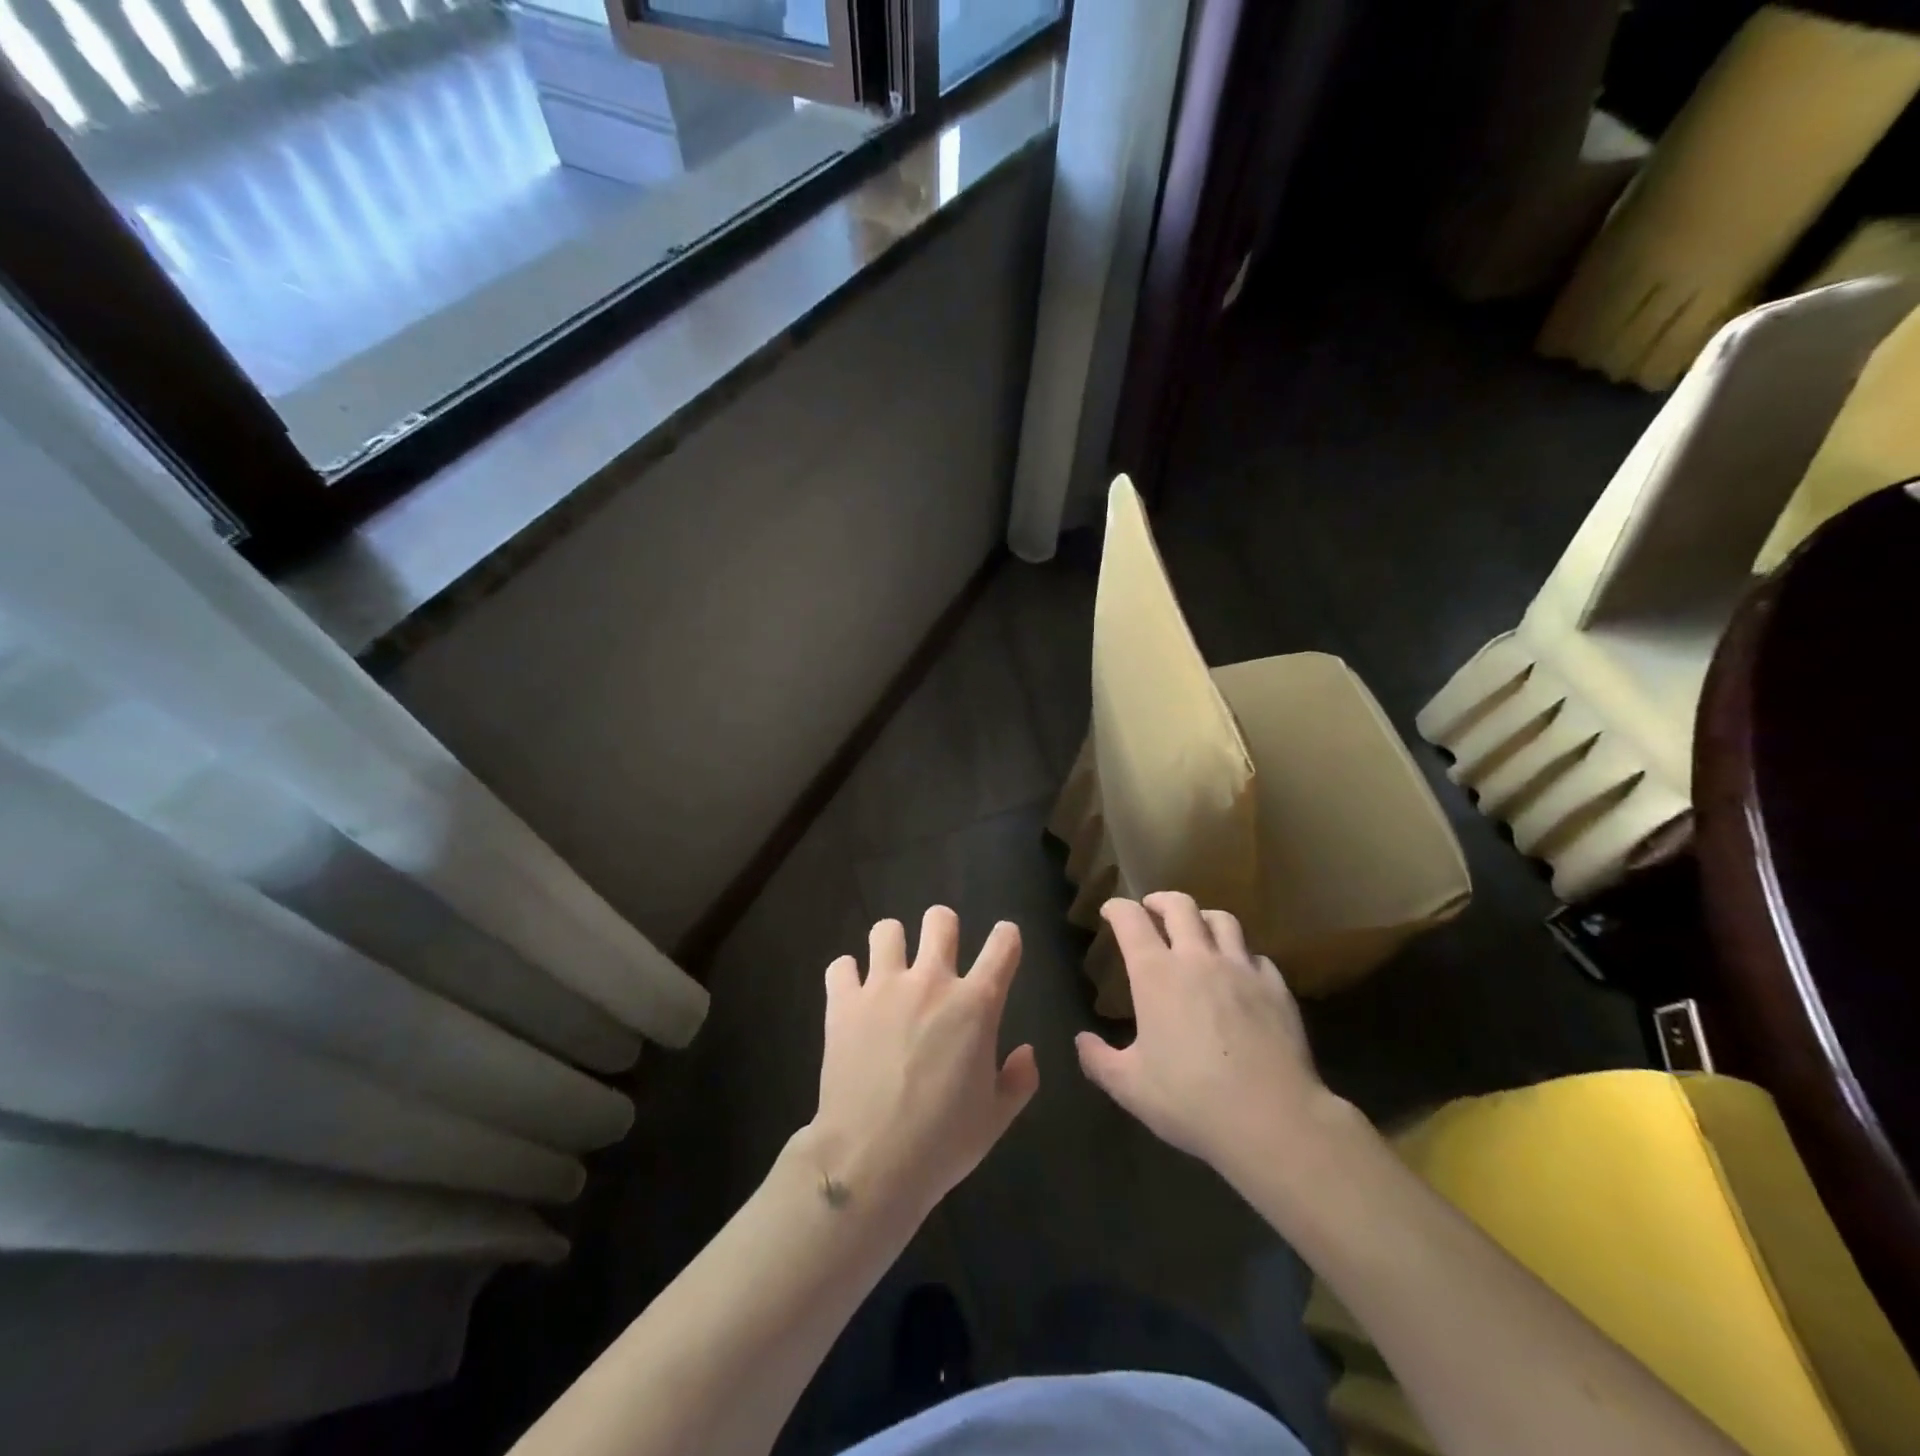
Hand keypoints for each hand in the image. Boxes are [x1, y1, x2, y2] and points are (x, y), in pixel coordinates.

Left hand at [807, 907, 1038, 1221]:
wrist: (870, 1160)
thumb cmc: (942, 1142)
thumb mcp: (996, 1118)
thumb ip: (1019, 1080)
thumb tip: (1025, 1051)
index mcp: (975, 1005)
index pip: (1003, 945)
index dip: (1007, 937)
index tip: (1004, 943)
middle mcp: (931, 982)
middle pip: (940, 920)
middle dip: (944, 928)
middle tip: (939, 954)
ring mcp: (883, 987)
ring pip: (886, 930)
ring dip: (892, 945)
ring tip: (891, 969)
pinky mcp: (843, 1002)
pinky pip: (841, 966)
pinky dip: (847, 976)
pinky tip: (852, 995)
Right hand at [1075, 893, 1347, 1185]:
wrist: (1273, 1119)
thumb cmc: (1191, 1100)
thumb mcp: (1130, 1087)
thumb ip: (1099, 1060)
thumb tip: (1082, 1041)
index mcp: (1156, 974)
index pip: (1130, 920)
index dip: (1116, 908)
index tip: (1110, 910)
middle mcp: (1198, 958)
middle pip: (1179, 906)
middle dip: (1160, 900)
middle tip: (1152, 909)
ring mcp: (1242, 970)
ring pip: (1223, 920)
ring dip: (1203, 917)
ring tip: (1197, 929)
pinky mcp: (1276, 988)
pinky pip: (1257, 956)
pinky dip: (1241, 955)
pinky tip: (1240, 973)